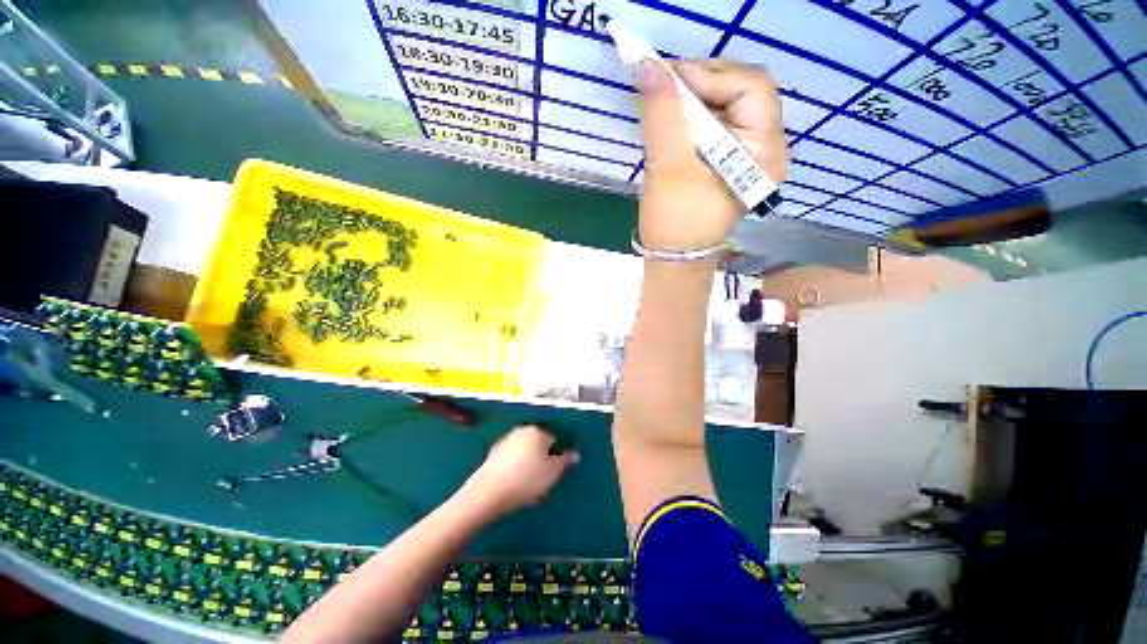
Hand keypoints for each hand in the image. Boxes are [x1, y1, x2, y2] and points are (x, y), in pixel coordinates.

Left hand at [460, 425, 578, 516]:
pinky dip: (517, 470)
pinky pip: (513, 460)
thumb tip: (574, 453)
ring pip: (526, 454)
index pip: (555, 440)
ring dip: (531, 467)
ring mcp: (506, 441)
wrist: (488, 493)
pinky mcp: (494, 455)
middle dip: (544, 462)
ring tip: (530, 489)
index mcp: (537, 431)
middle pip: (540, 446)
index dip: (559, 458)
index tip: (556, 474)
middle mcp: (522, 431)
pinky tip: (516, 486)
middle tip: (545, 482)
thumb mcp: (553, 472)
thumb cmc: (526, 480)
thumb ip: (565, 460)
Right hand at [636, 59, 787, 251]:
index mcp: (764, 153)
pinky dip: (692, 114)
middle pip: (742, 91)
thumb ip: (663, 115)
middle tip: (664, 87)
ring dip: (693, 98)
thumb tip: (651, 68)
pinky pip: (716, 121)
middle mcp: (765, 147)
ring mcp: (748, 152)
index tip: (668, 76)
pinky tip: (672, 119)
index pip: (752, 88)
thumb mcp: (668, 168)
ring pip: (726, 103)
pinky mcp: (730, 158)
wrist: (674, 256)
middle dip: (701, 84)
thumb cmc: (675, 222)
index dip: (710, 74)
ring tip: (664, 102)